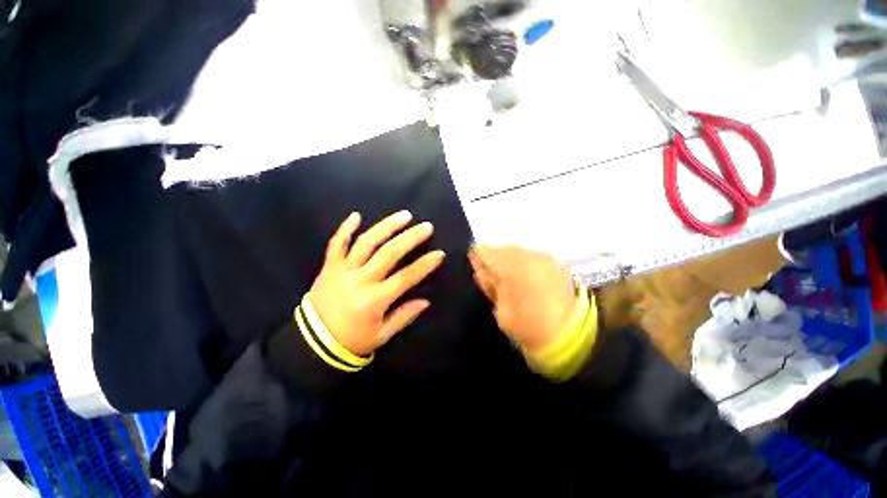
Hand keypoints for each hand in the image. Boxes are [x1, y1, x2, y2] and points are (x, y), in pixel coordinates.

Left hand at [308, 211, 444, 355]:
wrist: (311, 342)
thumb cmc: (351, 340)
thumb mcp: (382, 335)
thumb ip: (404, 316)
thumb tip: (426, 301)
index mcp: (374, 300)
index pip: (406, 277)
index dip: (424, 265)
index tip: (439, 254)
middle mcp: (360, 280)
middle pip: (389, 253)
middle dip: (410, 238)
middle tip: (426, 227)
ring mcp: (343, 270)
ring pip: (366, 242)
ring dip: (386, 226)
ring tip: (404, 215)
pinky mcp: (329, 266)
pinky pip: (336, 244)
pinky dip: (345, 229)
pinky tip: (356, 215)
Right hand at [469, 246, 577, 351]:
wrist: (569, 335)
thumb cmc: (529, 327)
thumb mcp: (501, 310)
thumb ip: (490, 285)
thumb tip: (481, 270)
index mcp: (514, 269)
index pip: (488, 252)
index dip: (478, 258)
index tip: (476, 266)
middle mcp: (530, 257)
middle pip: (503, 248)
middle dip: (494, 259)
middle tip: (492, 276)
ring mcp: (545, 258)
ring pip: (518, 250)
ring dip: (509, 260)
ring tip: (510, 277)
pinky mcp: (556, 262)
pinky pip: (532, 255)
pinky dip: (524, 262)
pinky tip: (525, 277)